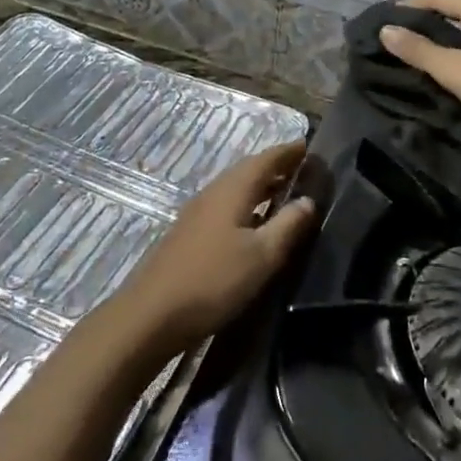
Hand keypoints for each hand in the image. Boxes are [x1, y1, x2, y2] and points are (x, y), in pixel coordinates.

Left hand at [108, 142, 316, 357]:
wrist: (152, 315)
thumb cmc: (213, 281)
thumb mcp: (261, 256)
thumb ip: (288, 225)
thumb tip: (308, 199)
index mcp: (231, 191)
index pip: (264, 160)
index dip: (287, 152)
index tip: (308, 145)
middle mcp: (212, 194)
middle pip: (246, 172)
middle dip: (274, 168)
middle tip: (302, 170)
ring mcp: (196, 215)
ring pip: (234, 191)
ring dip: (260, 188)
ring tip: (284, 194)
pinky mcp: (188, 236)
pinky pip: (224, 208)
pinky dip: (246, 206)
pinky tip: (253, 225)